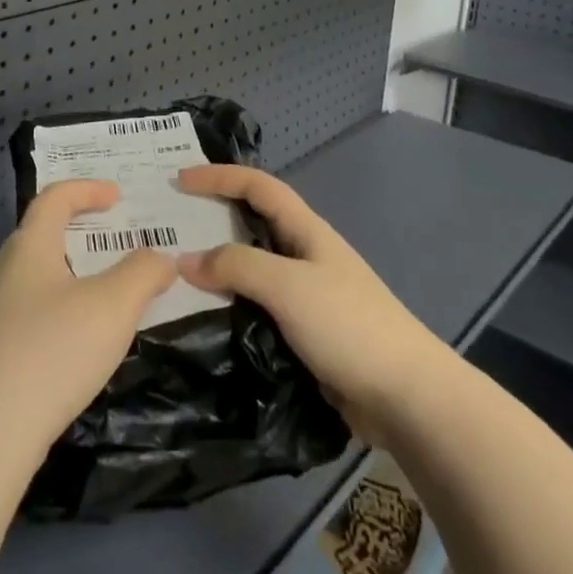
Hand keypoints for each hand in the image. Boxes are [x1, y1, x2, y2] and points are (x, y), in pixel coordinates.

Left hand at [0, 179, 177, 462]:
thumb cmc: (54, 351)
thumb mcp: (114, 306)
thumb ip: (143, 272)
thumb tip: (160, 257)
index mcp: (28, 248)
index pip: (54, 198)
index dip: (87, 188)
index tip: (118, 196)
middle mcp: (3, 271)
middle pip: (41, 233)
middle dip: (79, 230)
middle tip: (114, 240)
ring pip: (35, 275)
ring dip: (70, 271)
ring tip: (104, 290)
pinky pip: (29, 309)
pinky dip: (59, 305)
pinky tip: (77, 338)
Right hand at [175, 165, 451, 446]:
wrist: (405, 396)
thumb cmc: (349, 326)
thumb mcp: (288, 286)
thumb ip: (236, 266)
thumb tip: (185, 259)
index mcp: (306, 231)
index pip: (258, 186)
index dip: (219, 176)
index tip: (179, 181)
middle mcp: (304, 254)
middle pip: (251, 223)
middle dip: (211, 218)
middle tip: (167, 226)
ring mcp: (305, 294)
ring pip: (251, 268)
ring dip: (216, 266)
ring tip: (172, 273)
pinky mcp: (303, 330)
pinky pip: (256, 305)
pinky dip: (228, 302)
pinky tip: (203, 316)